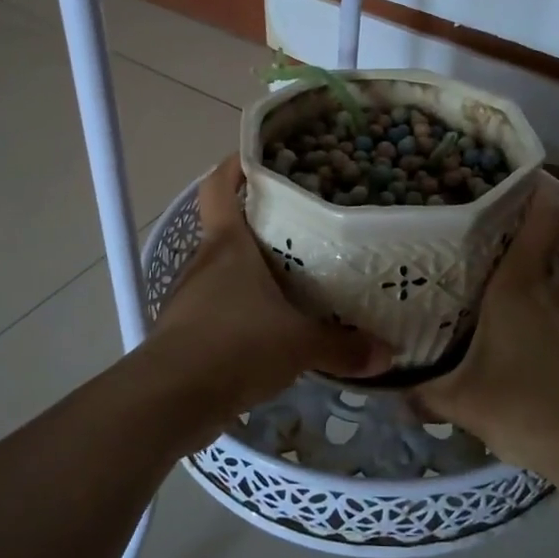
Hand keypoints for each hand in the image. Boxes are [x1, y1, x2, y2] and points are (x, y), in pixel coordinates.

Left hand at [147, 156, 389, 433]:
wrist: (170, 399)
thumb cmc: (235, 345)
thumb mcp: (299, 344)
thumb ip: (343, 346)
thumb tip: (388, 353)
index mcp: (227, 245)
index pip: (219, 186)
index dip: (234, 166)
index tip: (260, 158)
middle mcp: (205, 263)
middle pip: (229, 229)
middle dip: (261, 226)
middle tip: (305, 227)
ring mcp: (191, 298)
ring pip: (226, 273)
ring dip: (253, 274)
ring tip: (296, 280)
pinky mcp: (186, 333)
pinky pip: (220, 310)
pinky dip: (243, 312)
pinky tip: (272, 329)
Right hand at [413, 174, 558, 478]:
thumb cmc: (527, 412)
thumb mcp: (463, 404)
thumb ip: (423, 394)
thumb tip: (391, 395)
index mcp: (521, 284)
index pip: (544, 213)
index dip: (537, 191)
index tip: (517, 186)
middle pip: (546, 252)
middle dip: (524, 262)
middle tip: (498, 281)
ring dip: (551, 302)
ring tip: (531, 332)